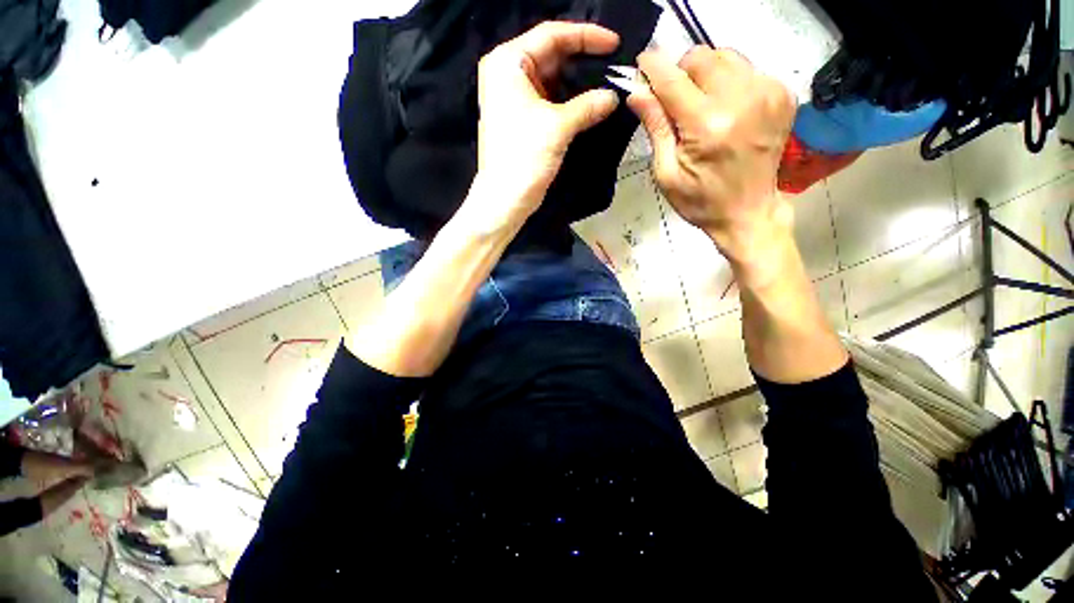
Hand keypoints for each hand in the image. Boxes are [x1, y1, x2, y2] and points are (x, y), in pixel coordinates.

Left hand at [468, 21, 621, 231]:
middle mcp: (507, 74)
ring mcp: (513, 98)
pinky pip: (548, 100)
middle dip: (583, 60)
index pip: (551, 35)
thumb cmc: (524, 158)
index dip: (586, 36)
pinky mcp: (521, 119)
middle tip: (614, 65)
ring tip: (607, 84)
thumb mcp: (558, 127)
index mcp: (508, 63)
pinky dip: (568, 102)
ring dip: (578, 84)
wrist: (505, 199)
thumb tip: (612, 97)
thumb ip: (588, 106)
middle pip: (551, 55)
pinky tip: (589, 104)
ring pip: (551, 80)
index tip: (615, 43)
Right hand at [627, 47, 796, 265]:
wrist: (748, 212)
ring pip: (726, 56)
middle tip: (674, 99)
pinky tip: (725, 108)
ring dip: (706, 73)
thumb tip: (637, 92)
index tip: (641, 65)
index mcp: (707, 125)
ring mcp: (768, 93)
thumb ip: (655, 127)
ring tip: (701, 104)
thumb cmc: (700, 200)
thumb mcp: (667, 172)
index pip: (673, 78)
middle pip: (702, 56)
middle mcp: (741, 99)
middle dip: (681, 71)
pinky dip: (729, 81)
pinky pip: (747, 68)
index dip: (652, 67)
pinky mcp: (782, 94)